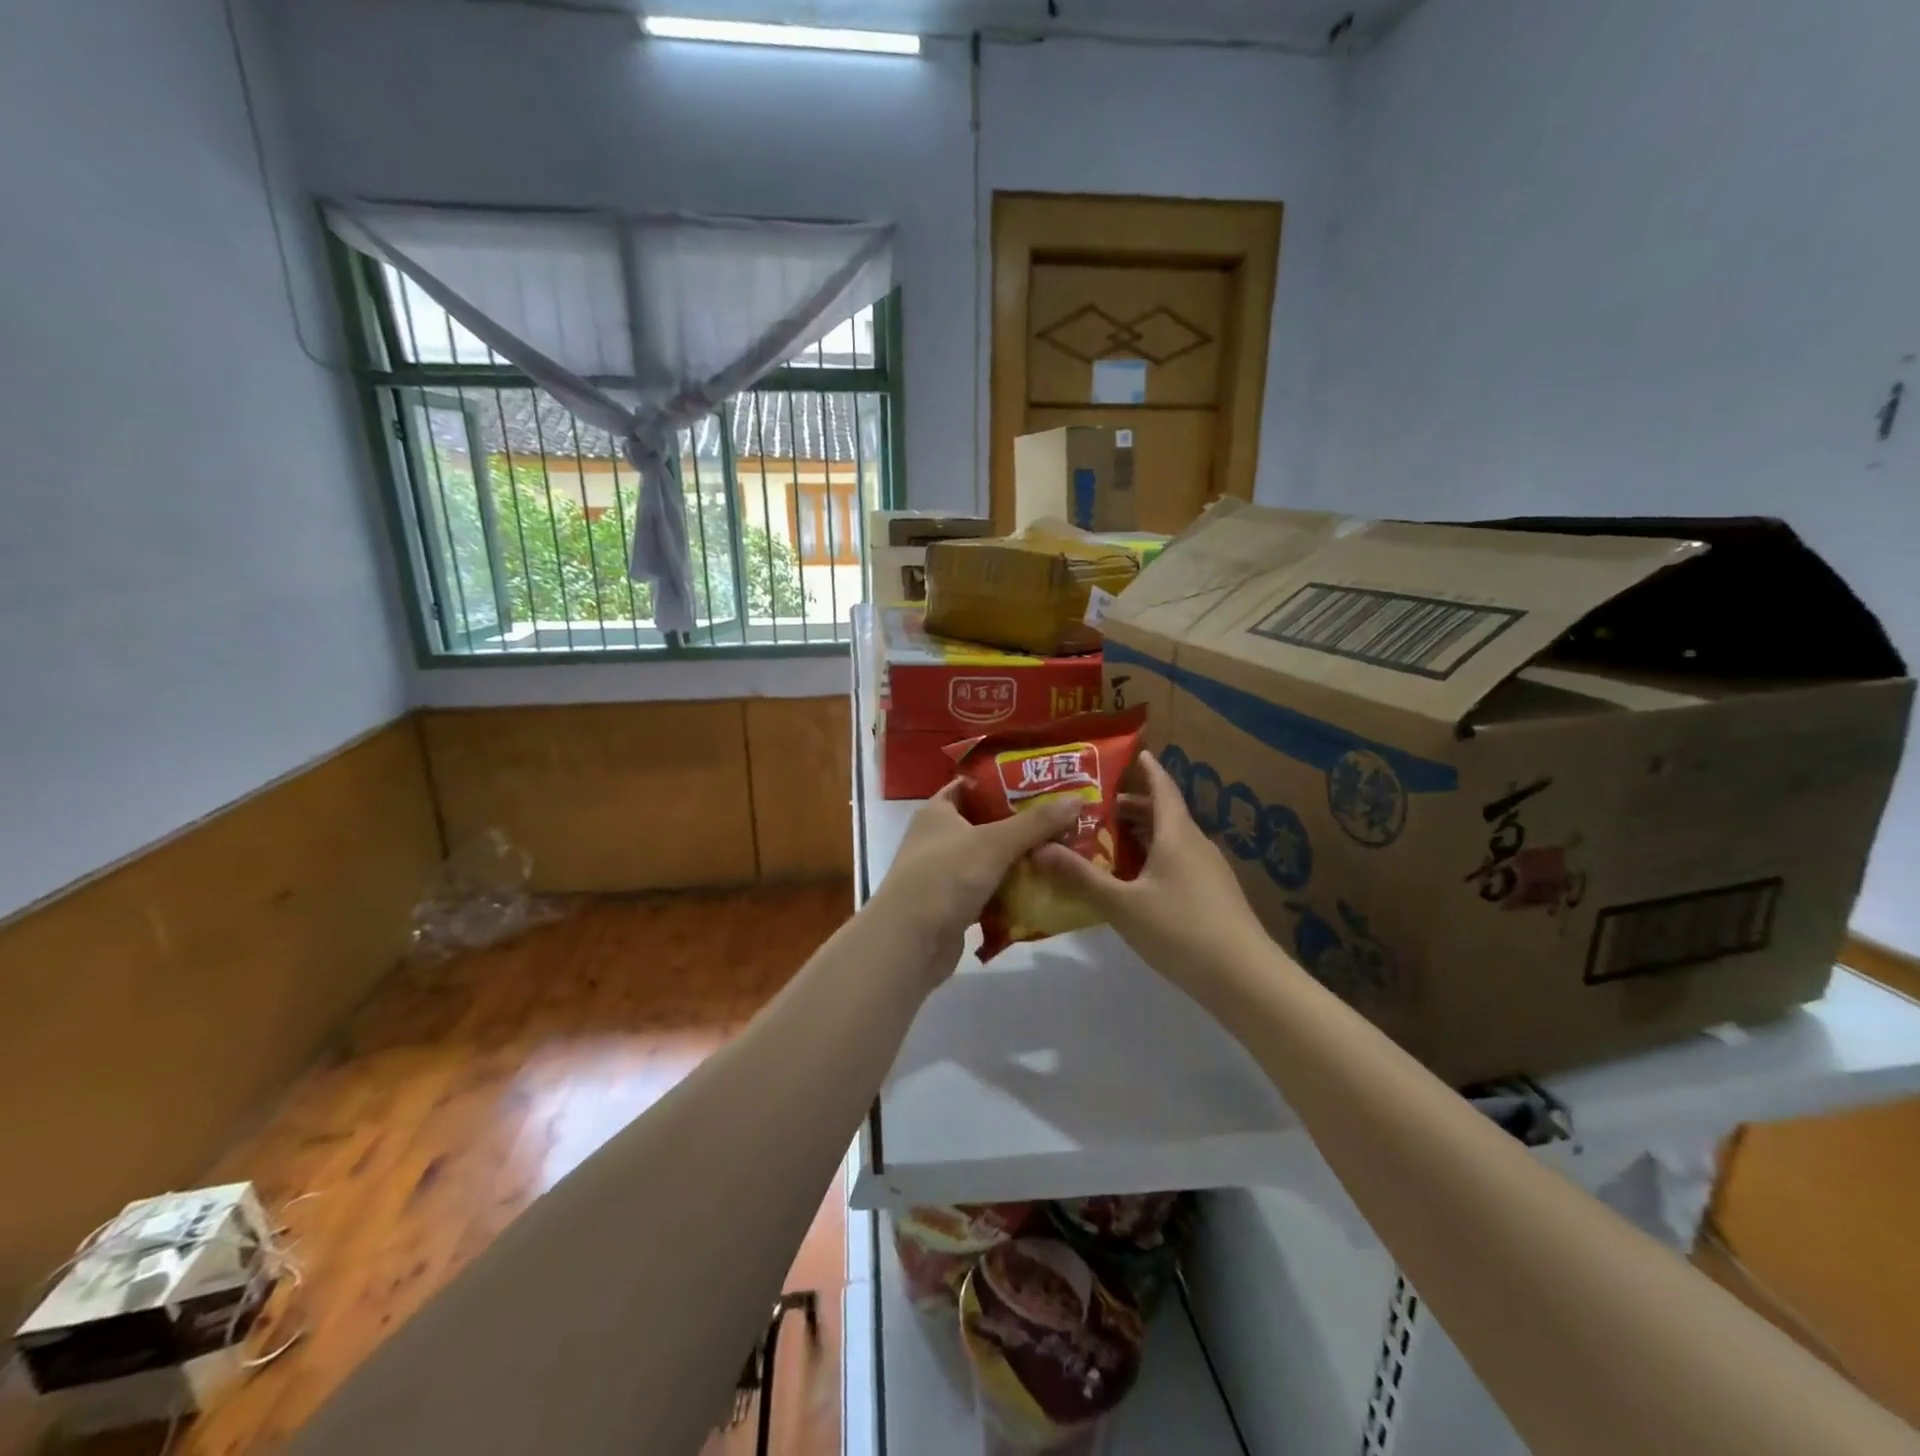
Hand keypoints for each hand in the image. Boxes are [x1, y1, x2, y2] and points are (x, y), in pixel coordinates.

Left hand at [874, 781, 1080, 984]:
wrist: (909, 942)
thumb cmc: (945, 877)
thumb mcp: (994, 843)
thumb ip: (1036, 823)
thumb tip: (1077, 799)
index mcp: (938, 811)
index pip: (972, 786)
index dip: (1004, 782)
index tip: (1041, 782)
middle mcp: (939, 837)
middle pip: (986, 823)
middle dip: (1022, 824)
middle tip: (1063, 819)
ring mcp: (946, 873)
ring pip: (991, 859)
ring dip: (1020, 859)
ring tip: (1063, 851)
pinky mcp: (954, 904)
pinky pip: (990, 890)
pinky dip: (1011, 890)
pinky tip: (1043, 888)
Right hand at [1034, 751, 1272, 1002]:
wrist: (1245, 978)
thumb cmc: (1181, 930)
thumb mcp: (1122, 905)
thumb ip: (1081, 877)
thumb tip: (1039, 848)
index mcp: (1177, 835)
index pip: (1162, 788)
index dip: (1148, 769)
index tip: (1133, 753)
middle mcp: (1196, 845)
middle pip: (1165, 814)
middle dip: (1134, 806)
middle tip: (1099, 805)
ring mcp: (1210, 872)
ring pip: (1173, 840)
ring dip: (1144, 834)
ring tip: (1110, 840)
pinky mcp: (1215, 896)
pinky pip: (1180, 862)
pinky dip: (1155, 858)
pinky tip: (1137, 881)